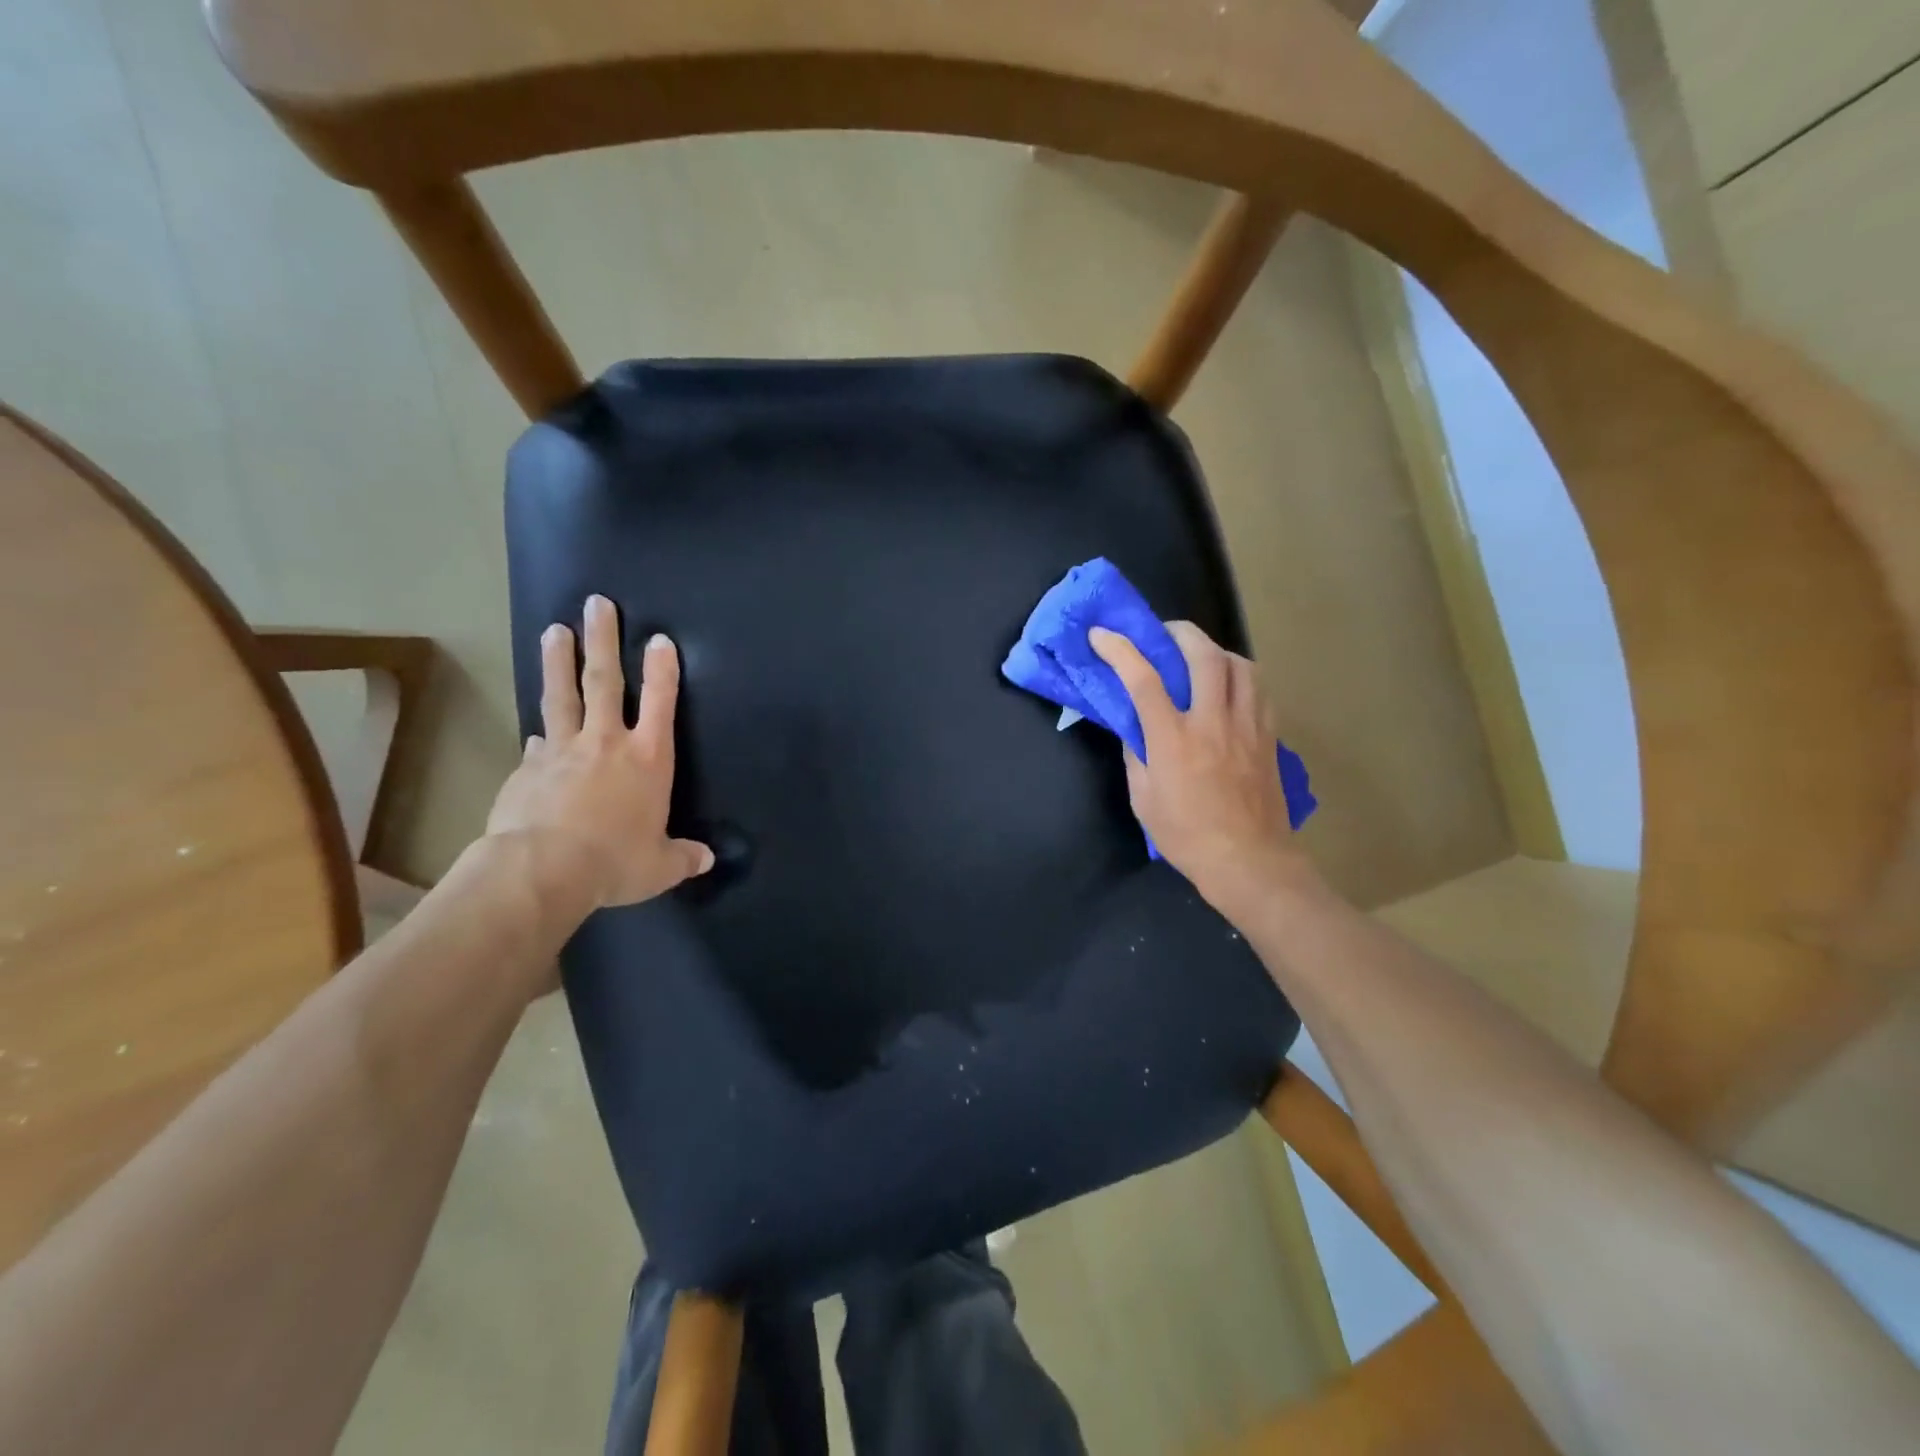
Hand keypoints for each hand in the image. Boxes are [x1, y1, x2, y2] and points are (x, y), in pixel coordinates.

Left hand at [486, 594, 712, 913]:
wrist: (542, 869)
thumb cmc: (614, 862)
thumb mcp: (660, 866)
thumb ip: (683, 857)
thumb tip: (707, 858)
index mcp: (648, 759)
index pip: (661, 702)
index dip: (663, 670)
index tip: (659, 639)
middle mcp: (607, 742)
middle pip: (605, 681)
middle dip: (603, 640)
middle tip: (596, 604)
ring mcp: (562, 750)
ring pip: (563, 695)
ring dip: (560, 661)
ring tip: (556, 630)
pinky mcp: (528, 768)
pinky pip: (538, 742)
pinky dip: (541, 732)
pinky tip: (536, 730)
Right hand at [1089, 621, 1313, 912]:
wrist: (1249, 861)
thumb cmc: (1186, 836)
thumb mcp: (1143, 799)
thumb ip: (1136, 756)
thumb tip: (1135, 729)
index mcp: (1173, 739)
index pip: (1143, 679)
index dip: (1119, 650)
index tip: (1102, 635)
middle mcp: (1213, 722)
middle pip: (1203, 655)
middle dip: (1180, 632)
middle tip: (1164, 633)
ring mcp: (1247, 726)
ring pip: (1240, 665)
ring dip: (1216, 650)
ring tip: (1201, 655)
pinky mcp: (1269, 736)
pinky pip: (1259, 690)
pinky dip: (1241, 676)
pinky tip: (1231, 686)